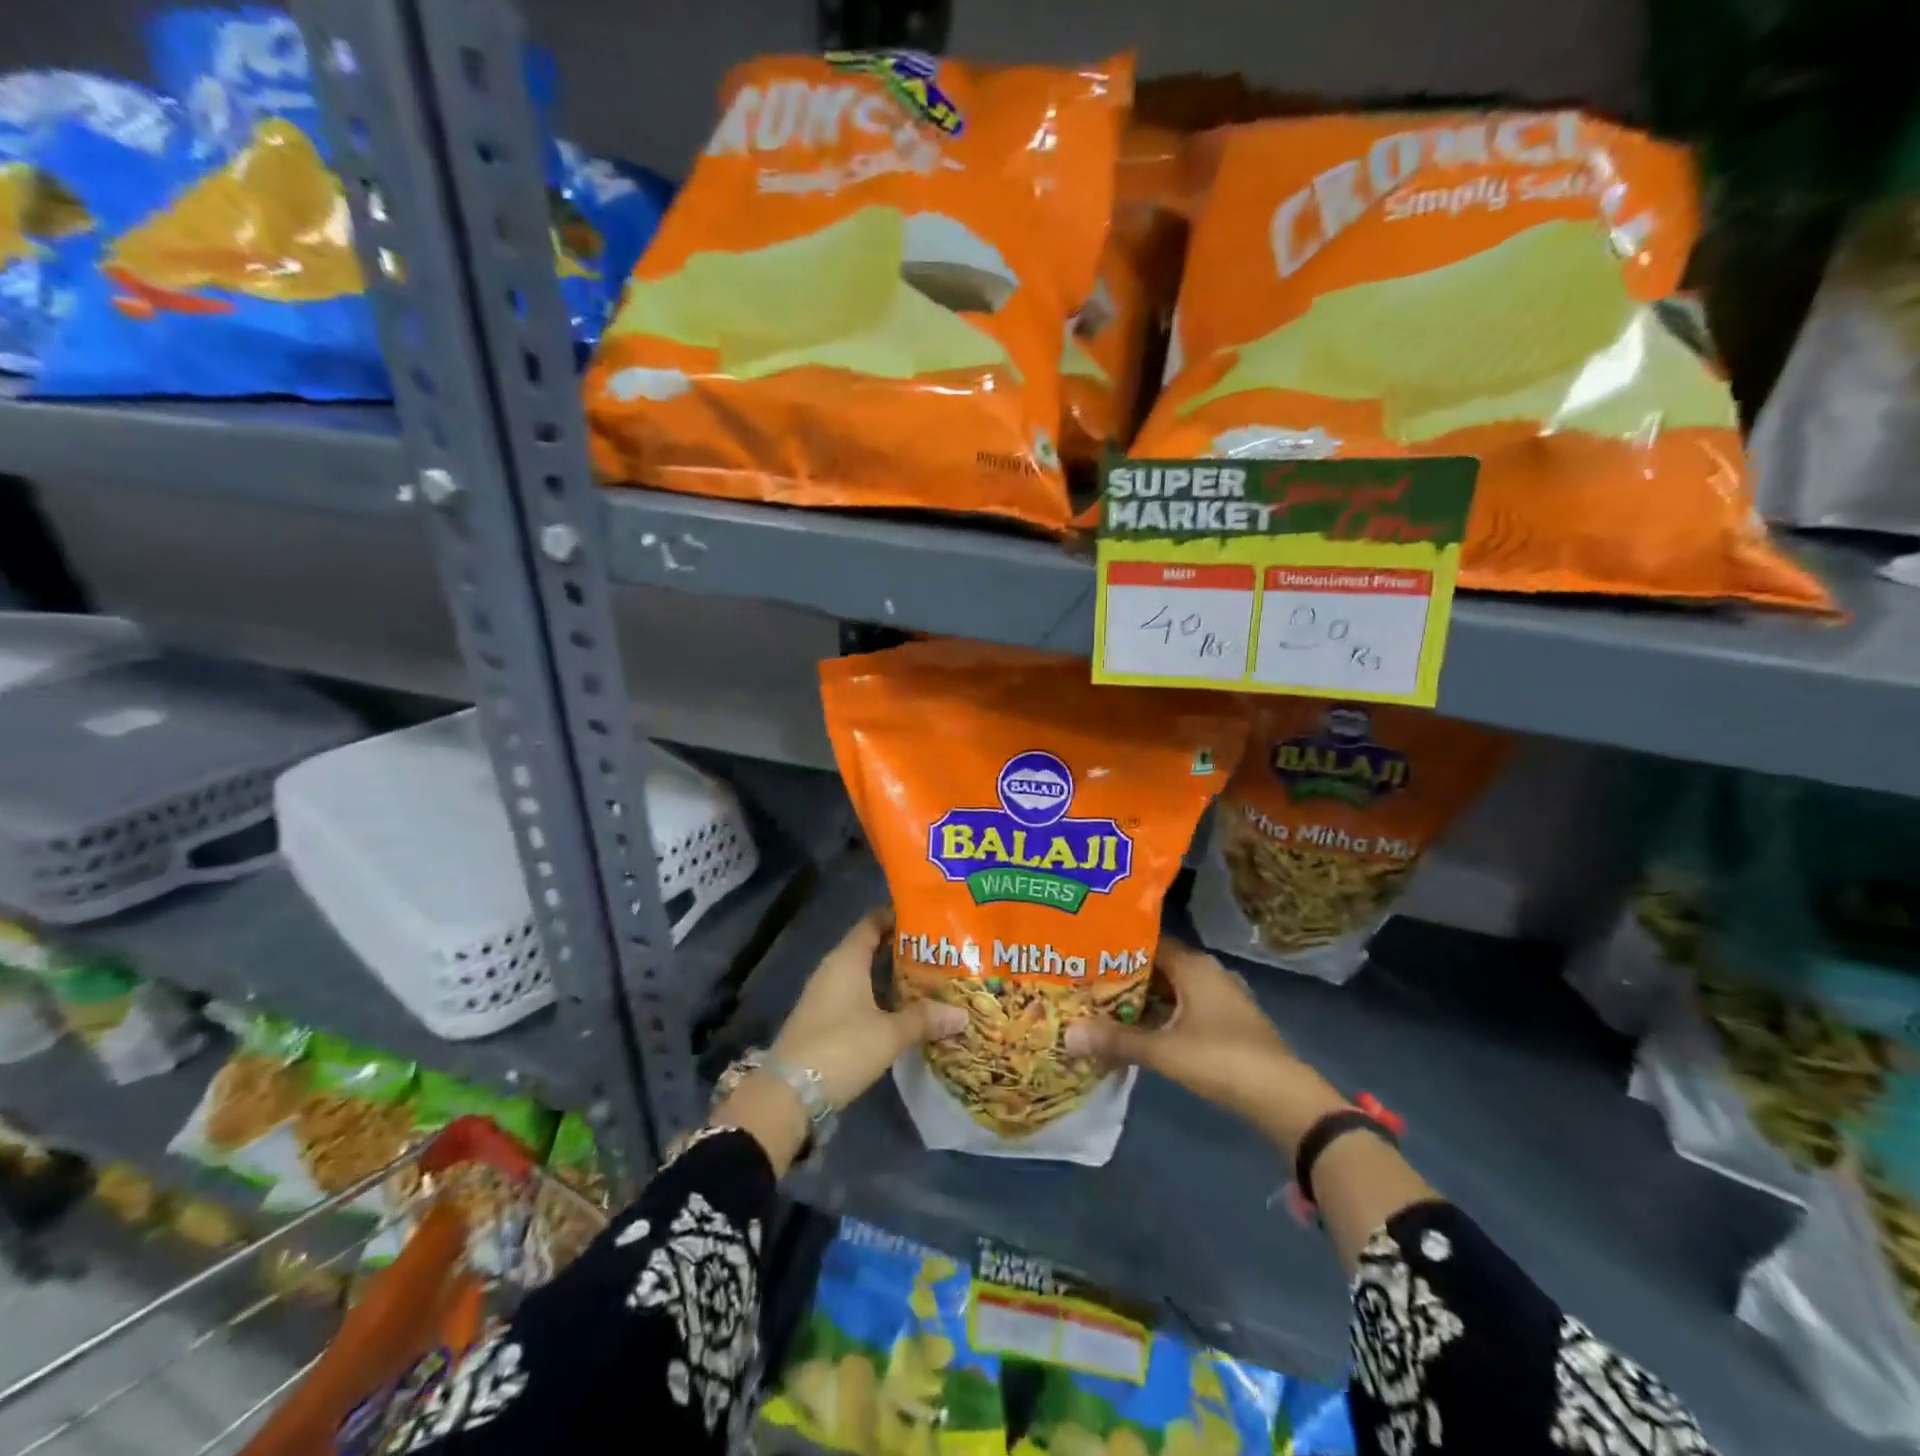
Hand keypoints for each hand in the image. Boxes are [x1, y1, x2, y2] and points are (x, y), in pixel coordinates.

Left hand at [770, 908, 966, 1111]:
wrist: (789, 1095)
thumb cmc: (842, 1048)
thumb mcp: (890, 1033)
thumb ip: (925, 1019)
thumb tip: (962, 1013)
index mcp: (846, 959)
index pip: (872, 923)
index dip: (897, 916)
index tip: (928, 917)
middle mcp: (833, 970)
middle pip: (870, 948)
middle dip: (902, 949)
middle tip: (939, 952)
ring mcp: (825, 996)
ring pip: (864, 975)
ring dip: (891, 977)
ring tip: (929, 980)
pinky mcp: (824, 1021)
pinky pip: (857, 997)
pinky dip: (880, 998)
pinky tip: (903, 1011)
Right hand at [1064, 938, 1346, 1153]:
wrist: (1284, 1098)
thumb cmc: (1222, 1060)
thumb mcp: (1163, 1051)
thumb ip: (1116, 1040)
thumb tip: (1067, 1034)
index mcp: (1194, 965)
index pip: (1148, 942)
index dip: (1116, 946)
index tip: (1085, 952)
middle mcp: (1207, 972)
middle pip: (1157, 966)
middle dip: (1124, 975)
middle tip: (1085, 980)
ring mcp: (1220, 998)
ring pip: (1171, 989)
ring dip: (1142, 998)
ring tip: (1102, 1004)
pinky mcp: (1226, 1022)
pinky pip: (1184, 1007)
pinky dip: (1161, 1014)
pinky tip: (1137, 1029)